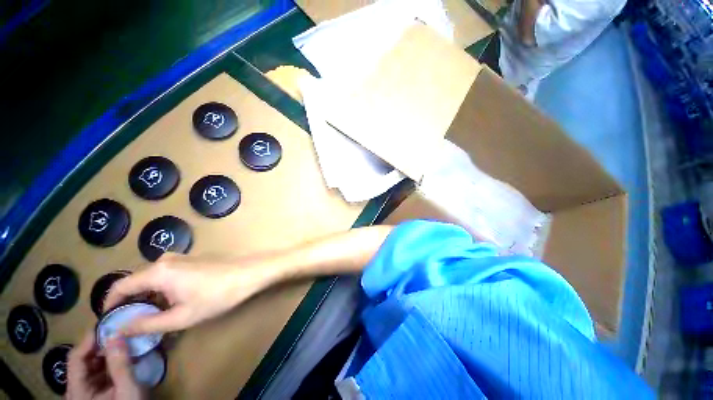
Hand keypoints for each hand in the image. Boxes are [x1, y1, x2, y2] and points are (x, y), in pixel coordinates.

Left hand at [67, 331, 145, 399]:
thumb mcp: (127, 390)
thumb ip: (120, 364)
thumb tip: (116, 334)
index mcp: (77, 390)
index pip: (76, 357)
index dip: (89, 340)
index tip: (108, 325)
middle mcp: (76, 389)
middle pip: (82, 361)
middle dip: (101, 346)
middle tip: (121, 333)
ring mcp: (85, 392)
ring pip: (91, 366)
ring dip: (107, 354)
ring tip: (124, 343)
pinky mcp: (95, 393)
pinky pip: (98, 373)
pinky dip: (110, 363)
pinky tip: (124, 358)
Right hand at [103, 253, 274, 335]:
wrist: (250, 272)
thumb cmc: (217, 295)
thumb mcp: (181, 317)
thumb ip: (147, 324)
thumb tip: (120, 329)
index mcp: (157, 271)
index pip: (120, 286)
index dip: (109, 304)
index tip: (109, 321)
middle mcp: (165, 260)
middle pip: (137, 282)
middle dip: (131, 303)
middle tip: (133, 324)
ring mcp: (181, 257)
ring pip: (153, 279)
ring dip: (149, 297)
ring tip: (154, 317)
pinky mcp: (193, 259)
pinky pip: (168, 274)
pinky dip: (163, 289)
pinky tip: (173, 302)